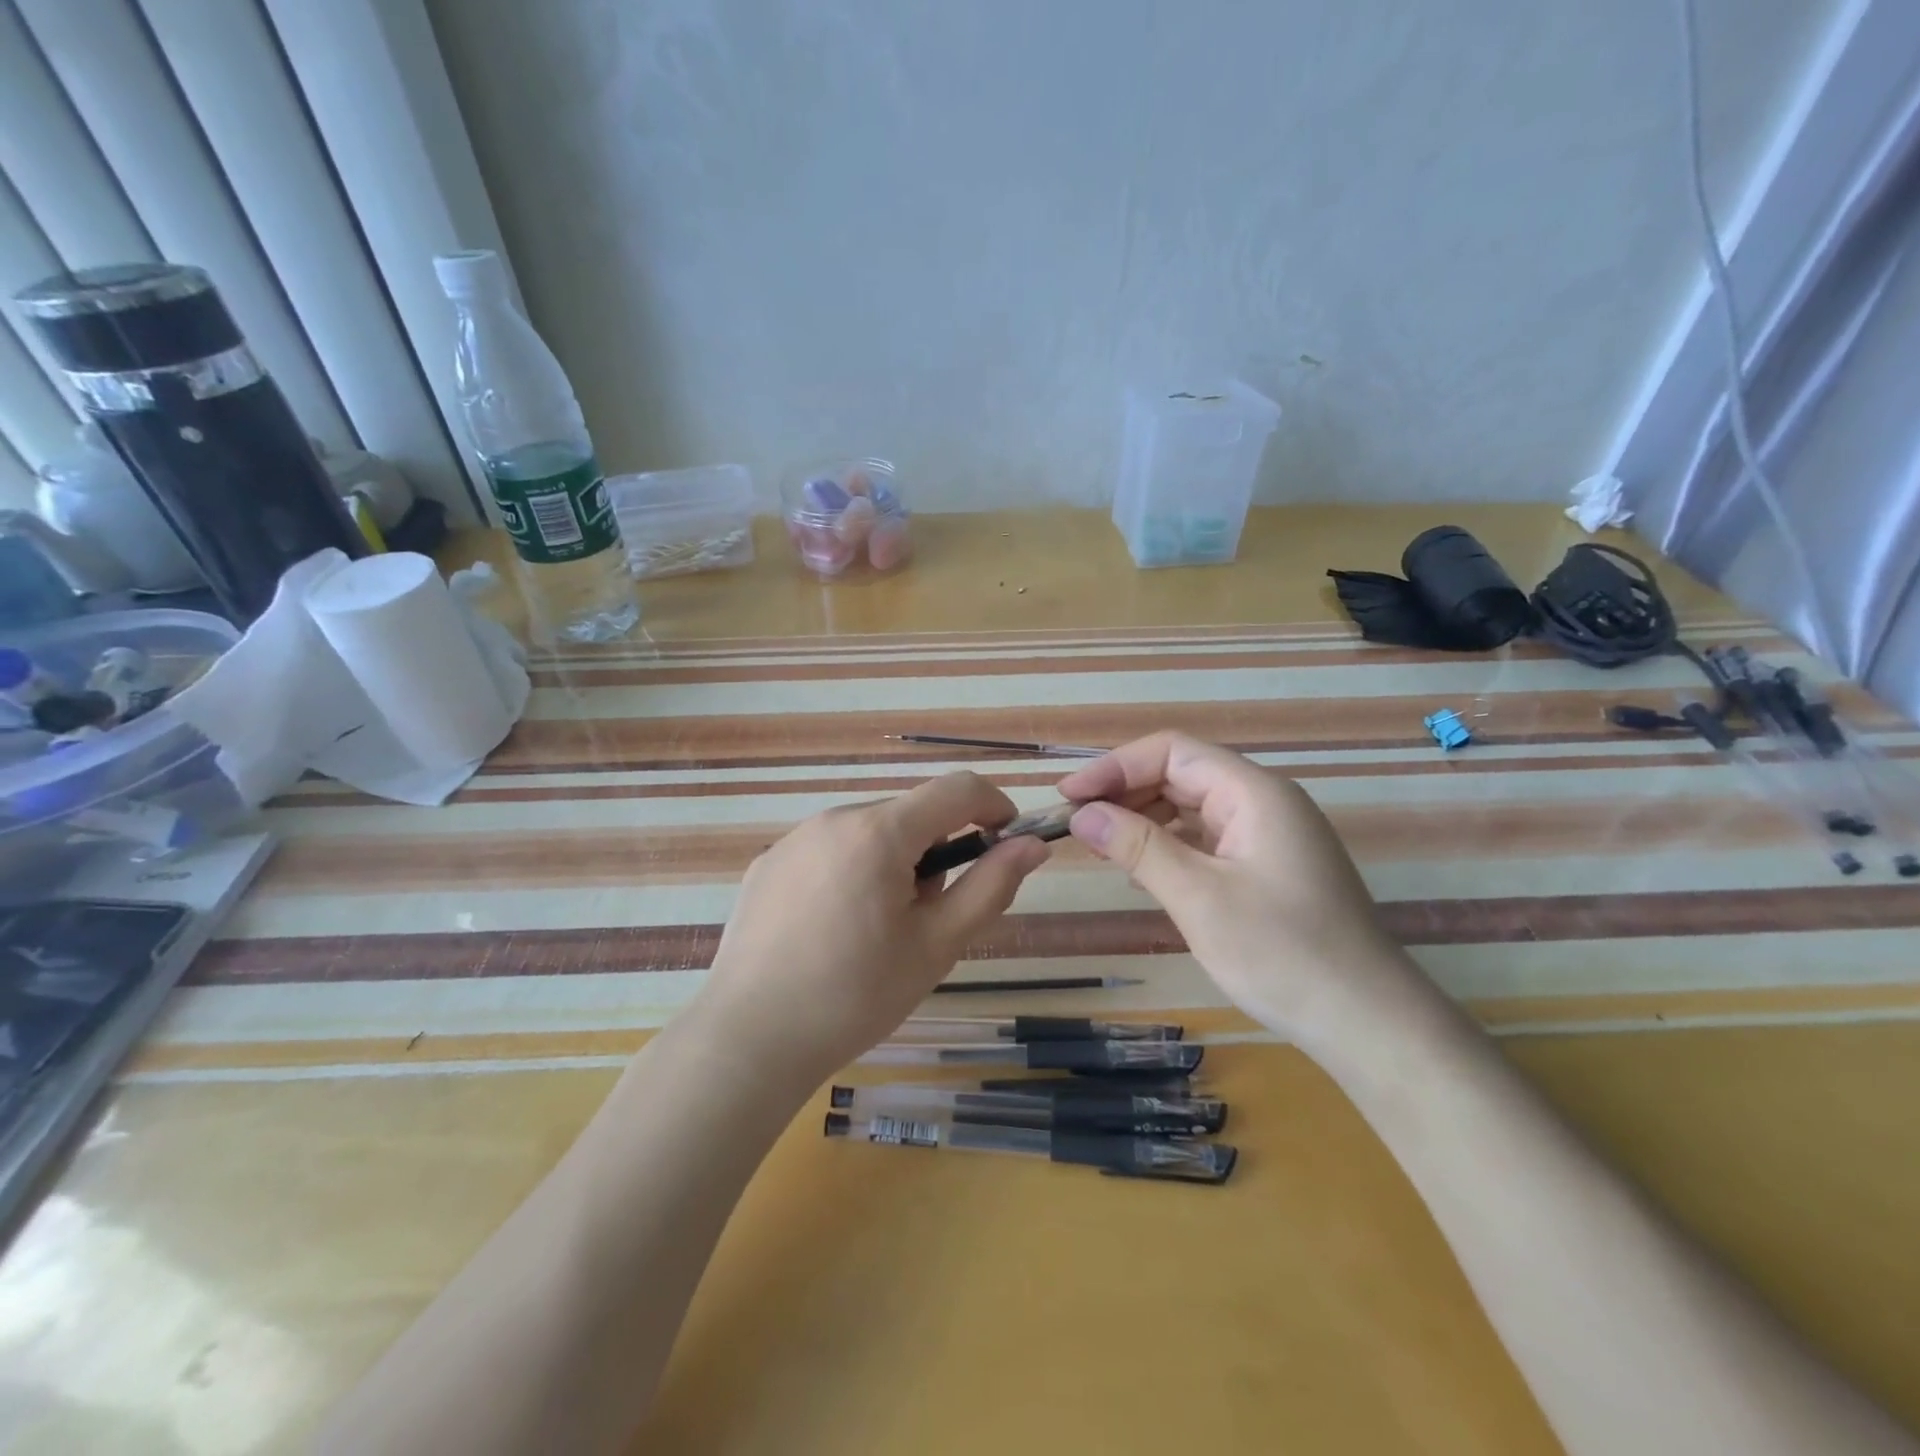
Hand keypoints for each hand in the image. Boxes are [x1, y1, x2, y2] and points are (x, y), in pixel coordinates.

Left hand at [693, 772, 1049, 1091]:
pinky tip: (831, 931)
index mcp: (879, 832)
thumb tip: (1032, 845)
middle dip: (937, 848)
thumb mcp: (937, 945)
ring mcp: (793, 839)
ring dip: (892, 862)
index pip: (957, 789)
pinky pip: (828, 851)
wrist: (748, 1040)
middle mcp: (834, 819)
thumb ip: (990, 886)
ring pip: (868, 832)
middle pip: (910, 813)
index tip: (1007, 841)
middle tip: (930, 914)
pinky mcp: (767, 864)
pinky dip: (850, 872)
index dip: (994, 806)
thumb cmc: (855, 995)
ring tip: (877, 930)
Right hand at [1058, 731, 1428, 1047]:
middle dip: (1126, 792)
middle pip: (1182, 774)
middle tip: (1077, 823)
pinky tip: (1142, 870)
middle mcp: (1264, 802)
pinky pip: (1207, 838)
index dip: (1115, 766)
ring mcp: (1269, 835)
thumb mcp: (1199, 898)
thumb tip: (1082, 813)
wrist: (1368, 1023)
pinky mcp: (1268, 867)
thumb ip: (1138, 847)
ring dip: (1144, 819)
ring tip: (1101, 845)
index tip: (1069, 796)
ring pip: (1193, 806)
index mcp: (1254, 793)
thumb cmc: (1283, 954)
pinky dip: (1169, 845)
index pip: (1172, 752)